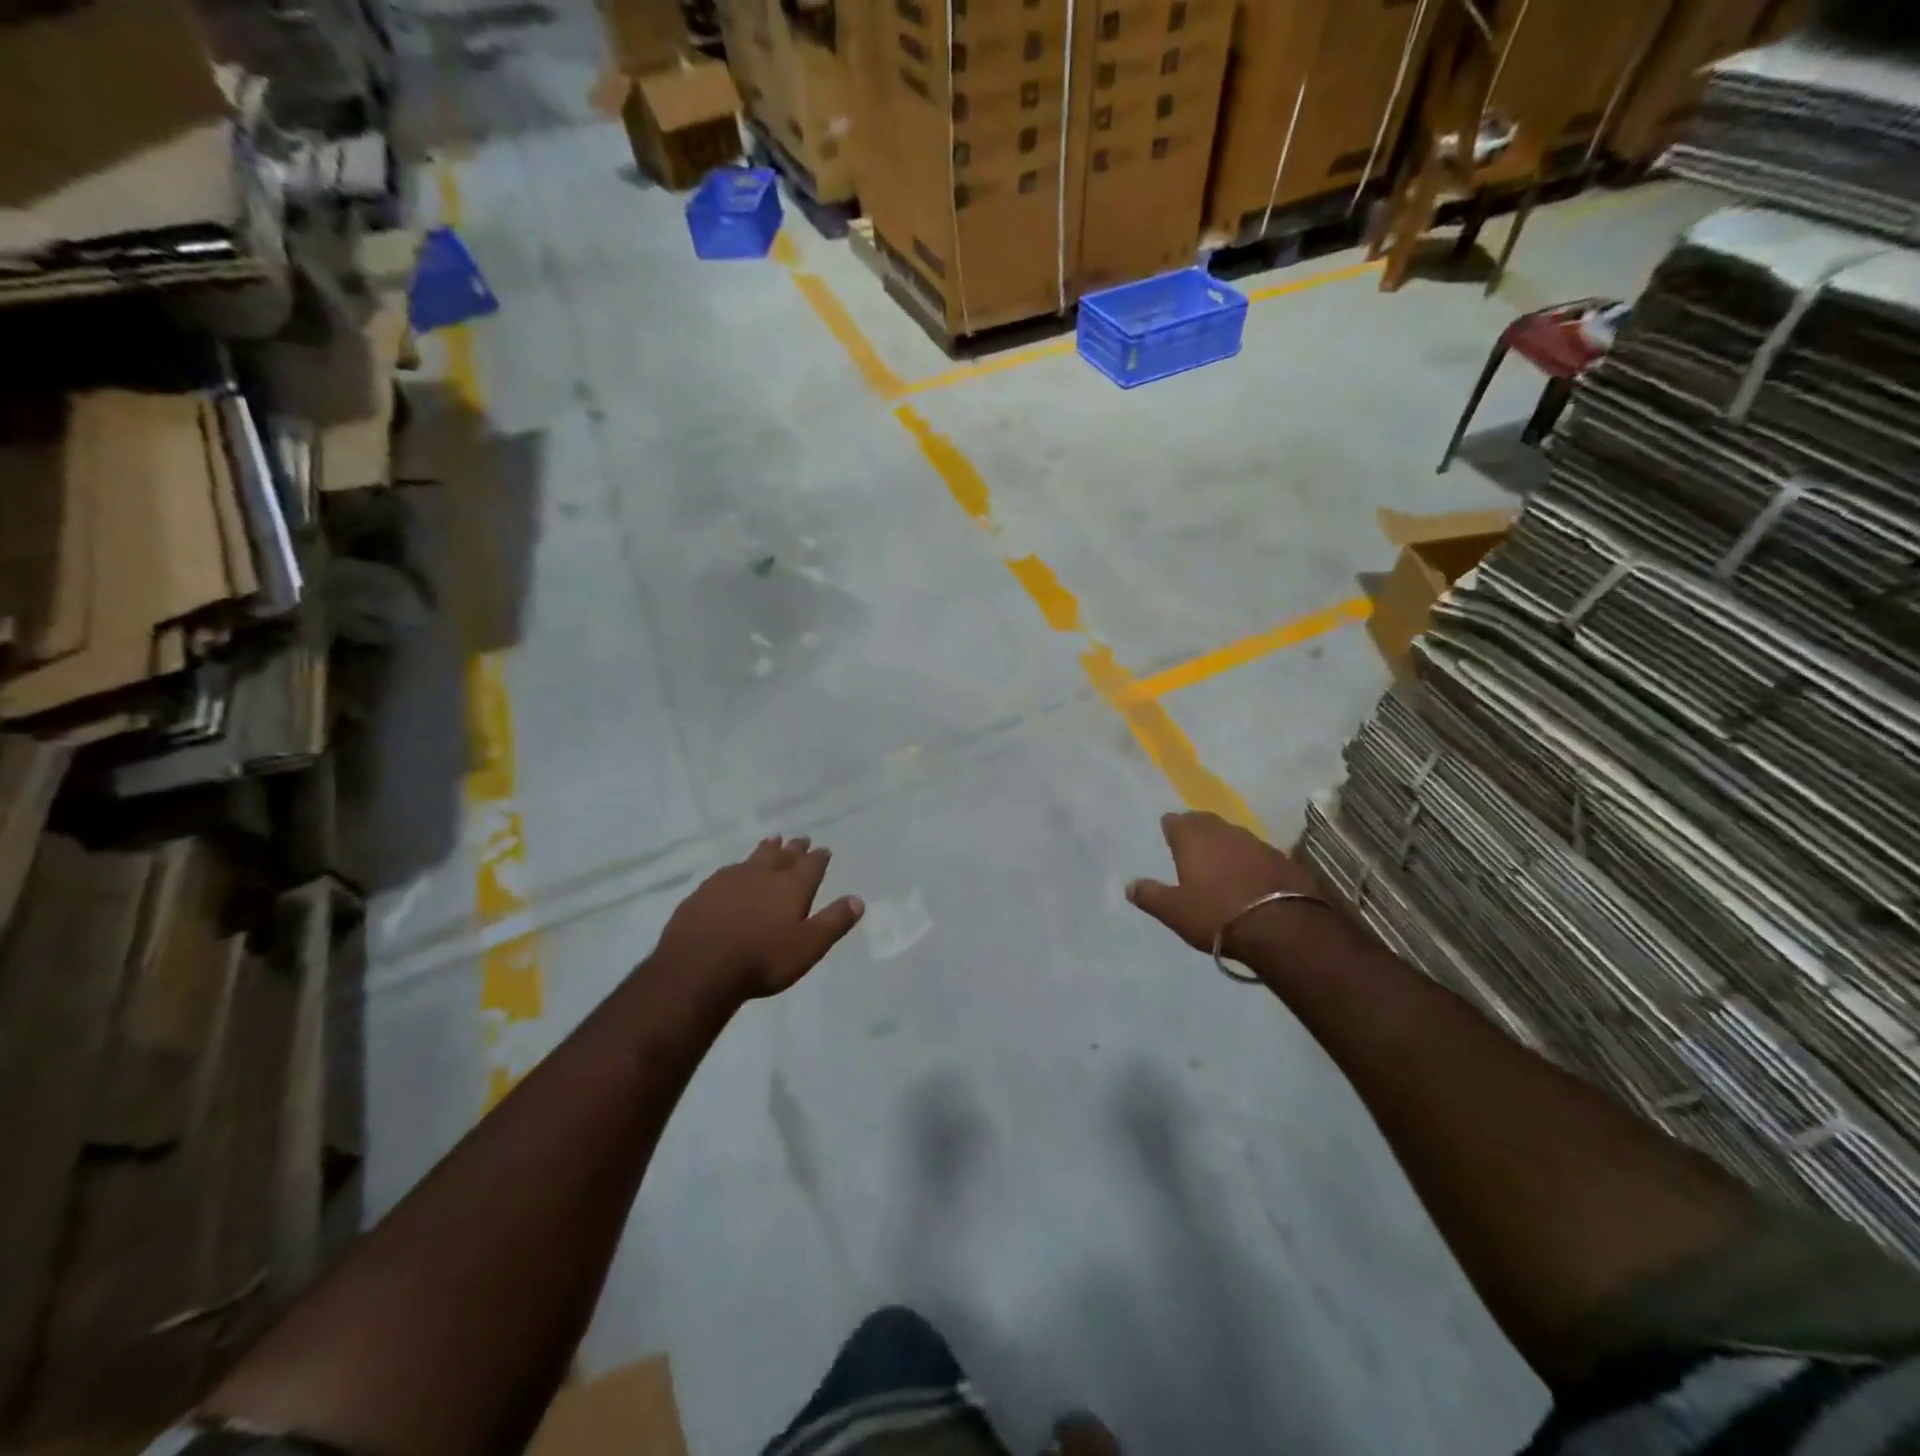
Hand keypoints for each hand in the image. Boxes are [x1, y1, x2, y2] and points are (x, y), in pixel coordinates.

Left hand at [653, 836, 864, 1002]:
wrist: (698, 969)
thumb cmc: (762, 960)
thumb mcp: (808, 947)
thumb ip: (833, 922)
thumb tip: (857, 900)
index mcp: (791, 886)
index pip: (811, 865)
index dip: (819, 857)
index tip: (824, 850)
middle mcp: (762, 875)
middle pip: (782, 855)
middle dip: (793, 848)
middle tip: (800, 840)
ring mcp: (729, 880)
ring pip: (753, 858)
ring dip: (766, 849)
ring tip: (772, 841)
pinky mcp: (704, 892)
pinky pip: (727, 872)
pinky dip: (737, 869)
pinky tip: (733, 873)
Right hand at [1127, 811, 1322, 955]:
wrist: (1282, 927)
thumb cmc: (1217, 915)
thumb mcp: (1174, 911)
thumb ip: (1150, 896)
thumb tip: (1129, 886)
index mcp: (1193, 839)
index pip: (1175, 821)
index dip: (1170, 827)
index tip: (1168, 835)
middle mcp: (1223, 832)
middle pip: (1205, 821)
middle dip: (1197, 828)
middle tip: (1191, 843)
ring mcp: (1256, 843)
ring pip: (1233, 834)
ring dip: (1225, 843)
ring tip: (1220, 859)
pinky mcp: (1282, 858)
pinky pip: (1258, 852)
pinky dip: (1250, 859)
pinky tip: (1251, 875)